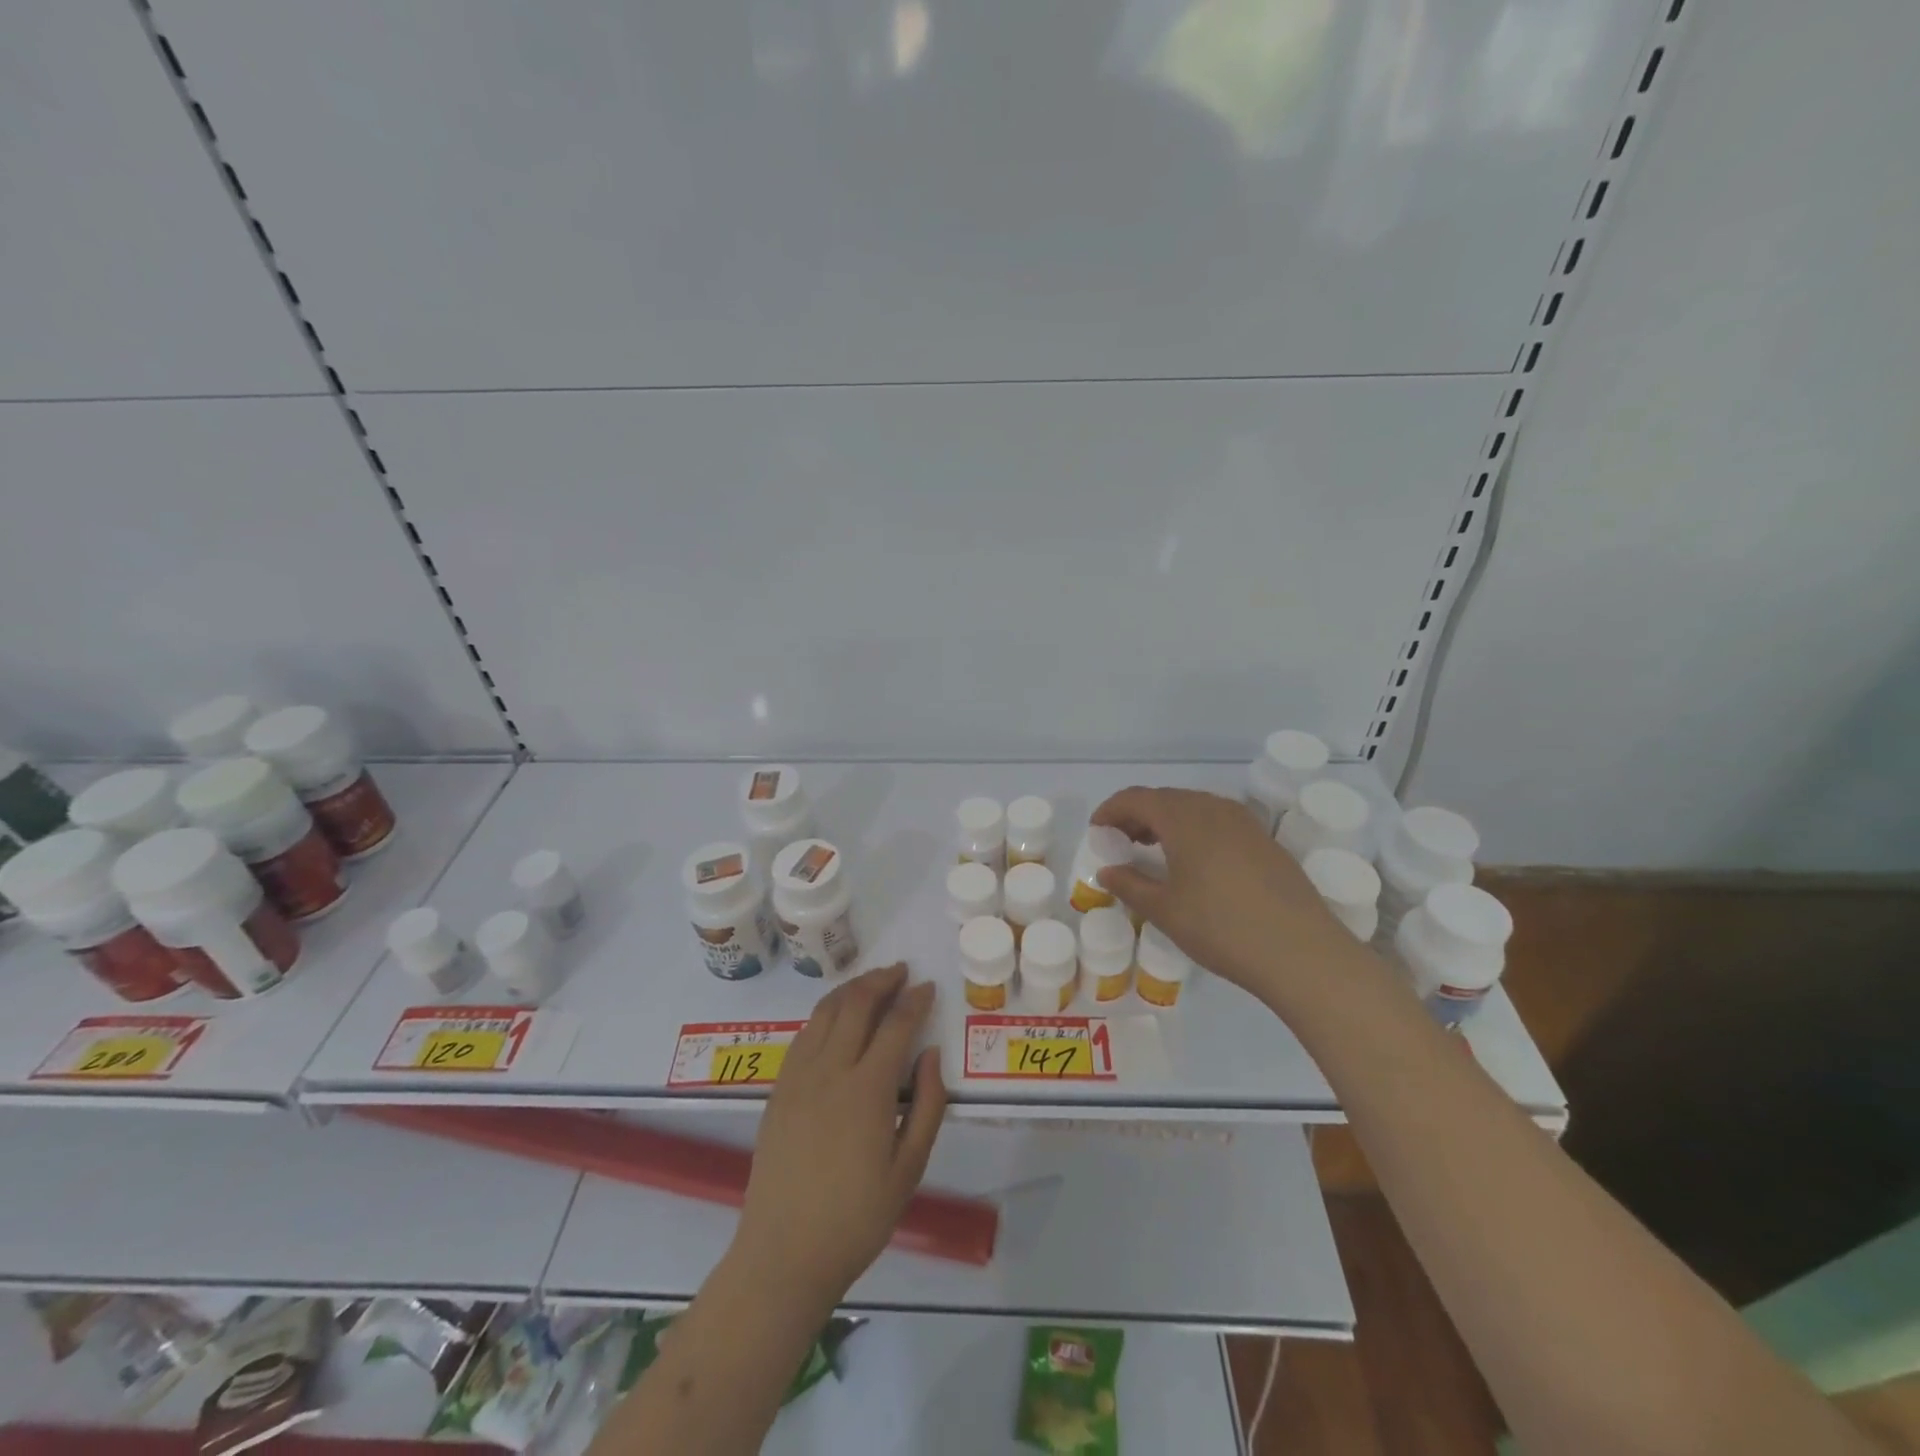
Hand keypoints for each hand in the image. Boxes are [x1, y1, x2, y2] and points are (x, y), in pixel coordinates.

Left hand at [733, 963, 947, 1309]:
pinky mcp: (778, 1089)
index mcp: (867, 1090)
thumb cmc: (857, 1218)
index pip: (895, 1025)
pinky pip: (804, 1034)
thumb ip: (926, 1106)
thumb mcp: (909, 1169)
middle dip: (881, 981)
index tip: (928, 986)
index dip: (914, 1001)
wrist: (784, 1254)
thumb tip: (931, 1054)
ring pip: (825, 1012)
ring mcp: (798, 1077)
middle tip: (901, 972)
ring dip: (851, 989)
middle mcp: (830, 1070)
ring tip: (871, 982)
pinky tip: (836, 1017)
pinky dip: (825, 1013)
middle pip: (855, 1004)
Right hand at [1092, 786, 1359, 998]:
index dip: (1111, 810)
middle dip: (1137, 814)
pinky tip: (1194, 862)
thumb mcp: (1165, 911)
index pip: (1136, 798)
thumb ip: (1130, 885)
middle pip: (1166, 798)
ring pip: (1194, 807)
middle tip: (1121, 842)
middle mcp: (1214, 809)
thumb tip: (1107, 871)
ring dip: (1167, 821)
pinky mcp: (1265, 841)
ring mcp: (1245, 823)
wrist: (1302, 953)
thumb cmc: (1222, 929)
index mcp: (1183, 818)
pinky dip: (1194, 830)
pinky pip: (1218, 821)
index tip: (1096, 830)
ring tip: (1153, 851)